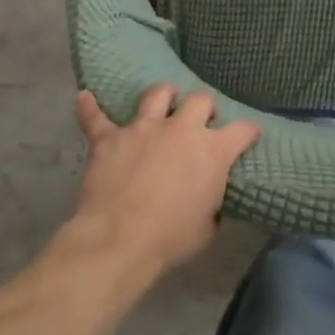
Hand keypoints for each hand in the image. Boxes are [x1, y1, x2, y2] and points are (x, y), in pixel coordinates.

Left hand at [66, 85, 260, 283]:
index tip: (249, 135)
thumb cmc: (171, 238)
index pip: (242, 130)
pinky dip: (90, 108)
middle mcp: (181, 128)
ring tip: (163, 102)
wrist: (119, 239)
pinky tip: (85, 97)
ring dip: (162, 96)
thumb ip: (212, 202)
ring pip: (156, 94)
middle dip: (204, 108)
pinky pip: (96, 117)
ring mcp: (143, 127)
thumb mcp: (207, 227)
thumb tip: (208, 196)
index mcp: (212, 151)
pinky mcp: (110, 137)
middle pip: (200, 100)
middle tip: (201, 121)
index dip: (248, 132)